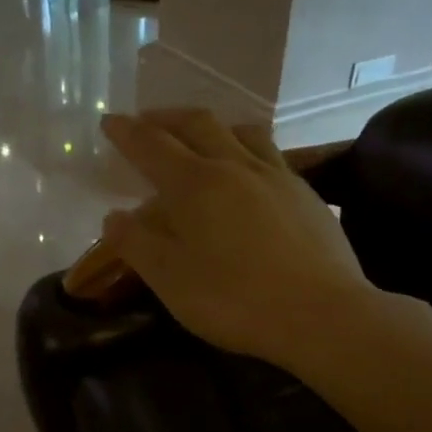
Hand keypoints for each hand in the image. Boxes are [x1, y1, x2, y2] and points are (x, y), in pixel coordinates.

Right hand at [99, 110, 375, 367]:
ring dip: (211, 126)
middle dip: (166, 118)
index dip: (126, 131)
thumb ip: (136, 244)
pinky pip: (270, 154)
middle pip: (197, 123)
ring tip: (200, 137)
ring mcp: (276, 175)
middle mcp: (235, 166)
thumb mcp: (170, 279)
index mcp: (195, 184)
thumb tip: (114, 217)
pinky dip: (245, 150)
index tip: (110, 121)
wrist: (322, 314)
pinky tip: (249, 174)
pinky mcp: (305, 193)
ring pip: (241, 131)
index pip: (151, 145)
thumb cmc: (235, 299)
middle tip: (147, 122)